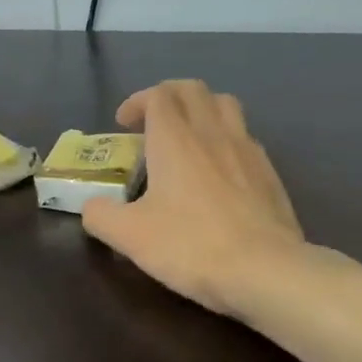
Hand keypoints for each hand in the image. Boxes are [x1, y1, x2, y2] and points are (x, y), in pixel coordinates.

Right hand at [80, 80, 309, 318]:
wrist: (265, 270)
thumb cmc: (191, 246)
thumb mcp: (129, 236)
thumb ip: (100, 216)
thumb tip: (92, 207)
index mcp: (175, 139)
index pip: (158, 96)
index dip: (137, 102)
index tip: (123, 124)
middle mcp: (212, 133)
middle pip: (193, 90)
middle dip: (168, 97)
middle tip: (151, 124)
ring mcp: (247, 149)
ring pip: (225, 105)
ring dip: (201, 110)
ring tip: (187, 137)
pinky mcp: (269, 172)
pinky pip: (245, 137)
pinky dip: (225, 138)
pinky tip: (218, 170)